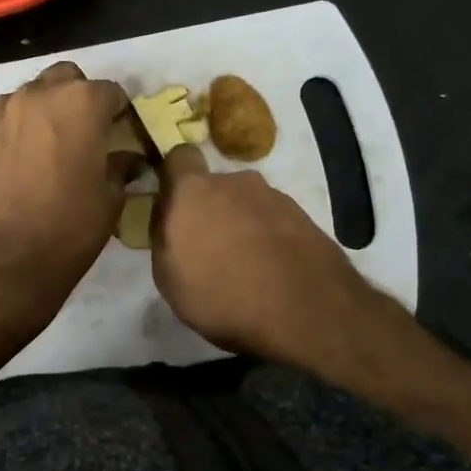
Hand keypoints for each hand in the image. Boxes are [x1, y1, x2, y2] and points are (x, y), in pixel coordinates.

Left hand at [0, 61, 131, 320]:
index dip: (119, 112)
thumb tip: (128, 158)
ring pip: (33, 92)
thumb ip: (120, 167)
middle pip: (67, 79)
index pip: (111, 92)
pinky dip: (20, 124)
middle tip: (88, 132)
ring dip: (48, 108)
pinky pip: (7, 114)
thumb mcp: (110, 199)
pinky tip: (25, 154)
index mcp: (82, 103)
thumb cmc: (70, 228)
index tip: (122, 134)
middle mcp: (41, 94)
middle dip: (80, 98)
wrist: (6, 258)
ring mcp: (5, 110)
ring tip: (53, 143)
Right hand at [151, 146, 399, 364]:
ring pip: (247, 204)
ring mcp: (275, 197)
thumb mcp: (168, 277)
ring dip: (241, 225)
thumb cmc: (221, 296)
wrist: (305, 312)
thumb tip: (169, 218)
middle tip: (209, 249)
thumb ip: (164, 236)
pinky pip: (274, 222)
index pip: (178, 157)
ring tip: (244, 267)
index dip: (174, 177)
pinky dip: (269, 239)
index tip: (172, 205)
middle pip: (215, 186)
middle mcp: (236, 182)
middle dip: (210, 209)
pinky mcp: (305, 217)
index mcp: (194, 190)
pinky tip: (271, 273)